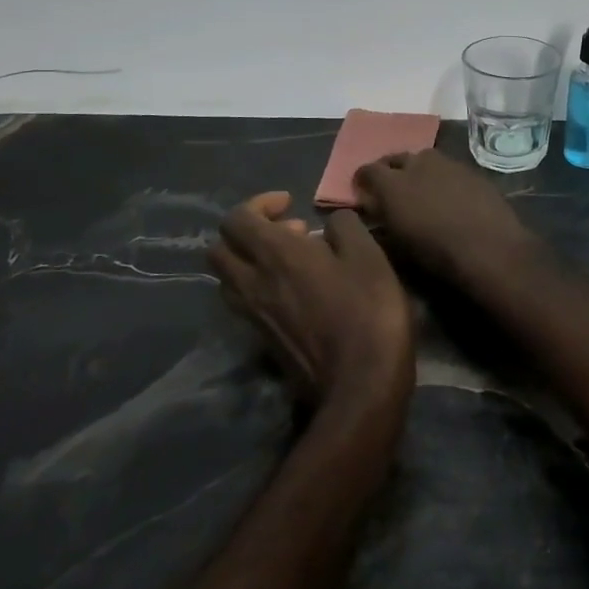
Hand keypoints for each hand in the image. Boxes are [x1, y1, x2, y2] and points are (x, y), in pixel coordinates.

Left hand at [207, 193, 413, 414]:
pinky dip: (259, 286)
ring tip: (293, 261)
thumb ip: (344, 226)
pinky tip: (298, 291)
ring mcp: (253, 316)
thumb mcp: (368, 255)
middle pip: (219, 248)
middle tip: (288, 232)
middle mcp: (252, 283)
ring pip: (228, 278)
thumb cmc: (367, 311)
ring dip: (250, 260)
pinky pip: (244, 302)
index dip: (260, 203)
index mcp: (275, 255)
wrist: (360, 385)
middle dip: (247, 231)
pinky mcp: (262, 340)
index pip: (236, 218)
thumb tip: (329, 222)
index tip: (291, 204)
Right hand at [352, 149, 539, 287]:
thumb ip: (381, 219)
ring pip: (424, 159)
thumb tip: (373, 207)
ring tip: (420, 188)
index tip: (362, 191)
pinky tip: (448, 194)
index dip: (363, 180)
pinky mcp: (470, 169)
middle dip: (389, 170)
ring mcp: (446, 163)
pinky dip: (442, 177)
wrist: (489, 247)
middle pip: (396, 158)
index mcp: (393, 184)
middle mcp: (417, 164)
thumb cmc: (437, 253)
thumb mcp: (398, 243)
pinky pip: (448, 167)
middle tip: (390, 187)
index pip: (368, 170)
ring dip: (417, 169)